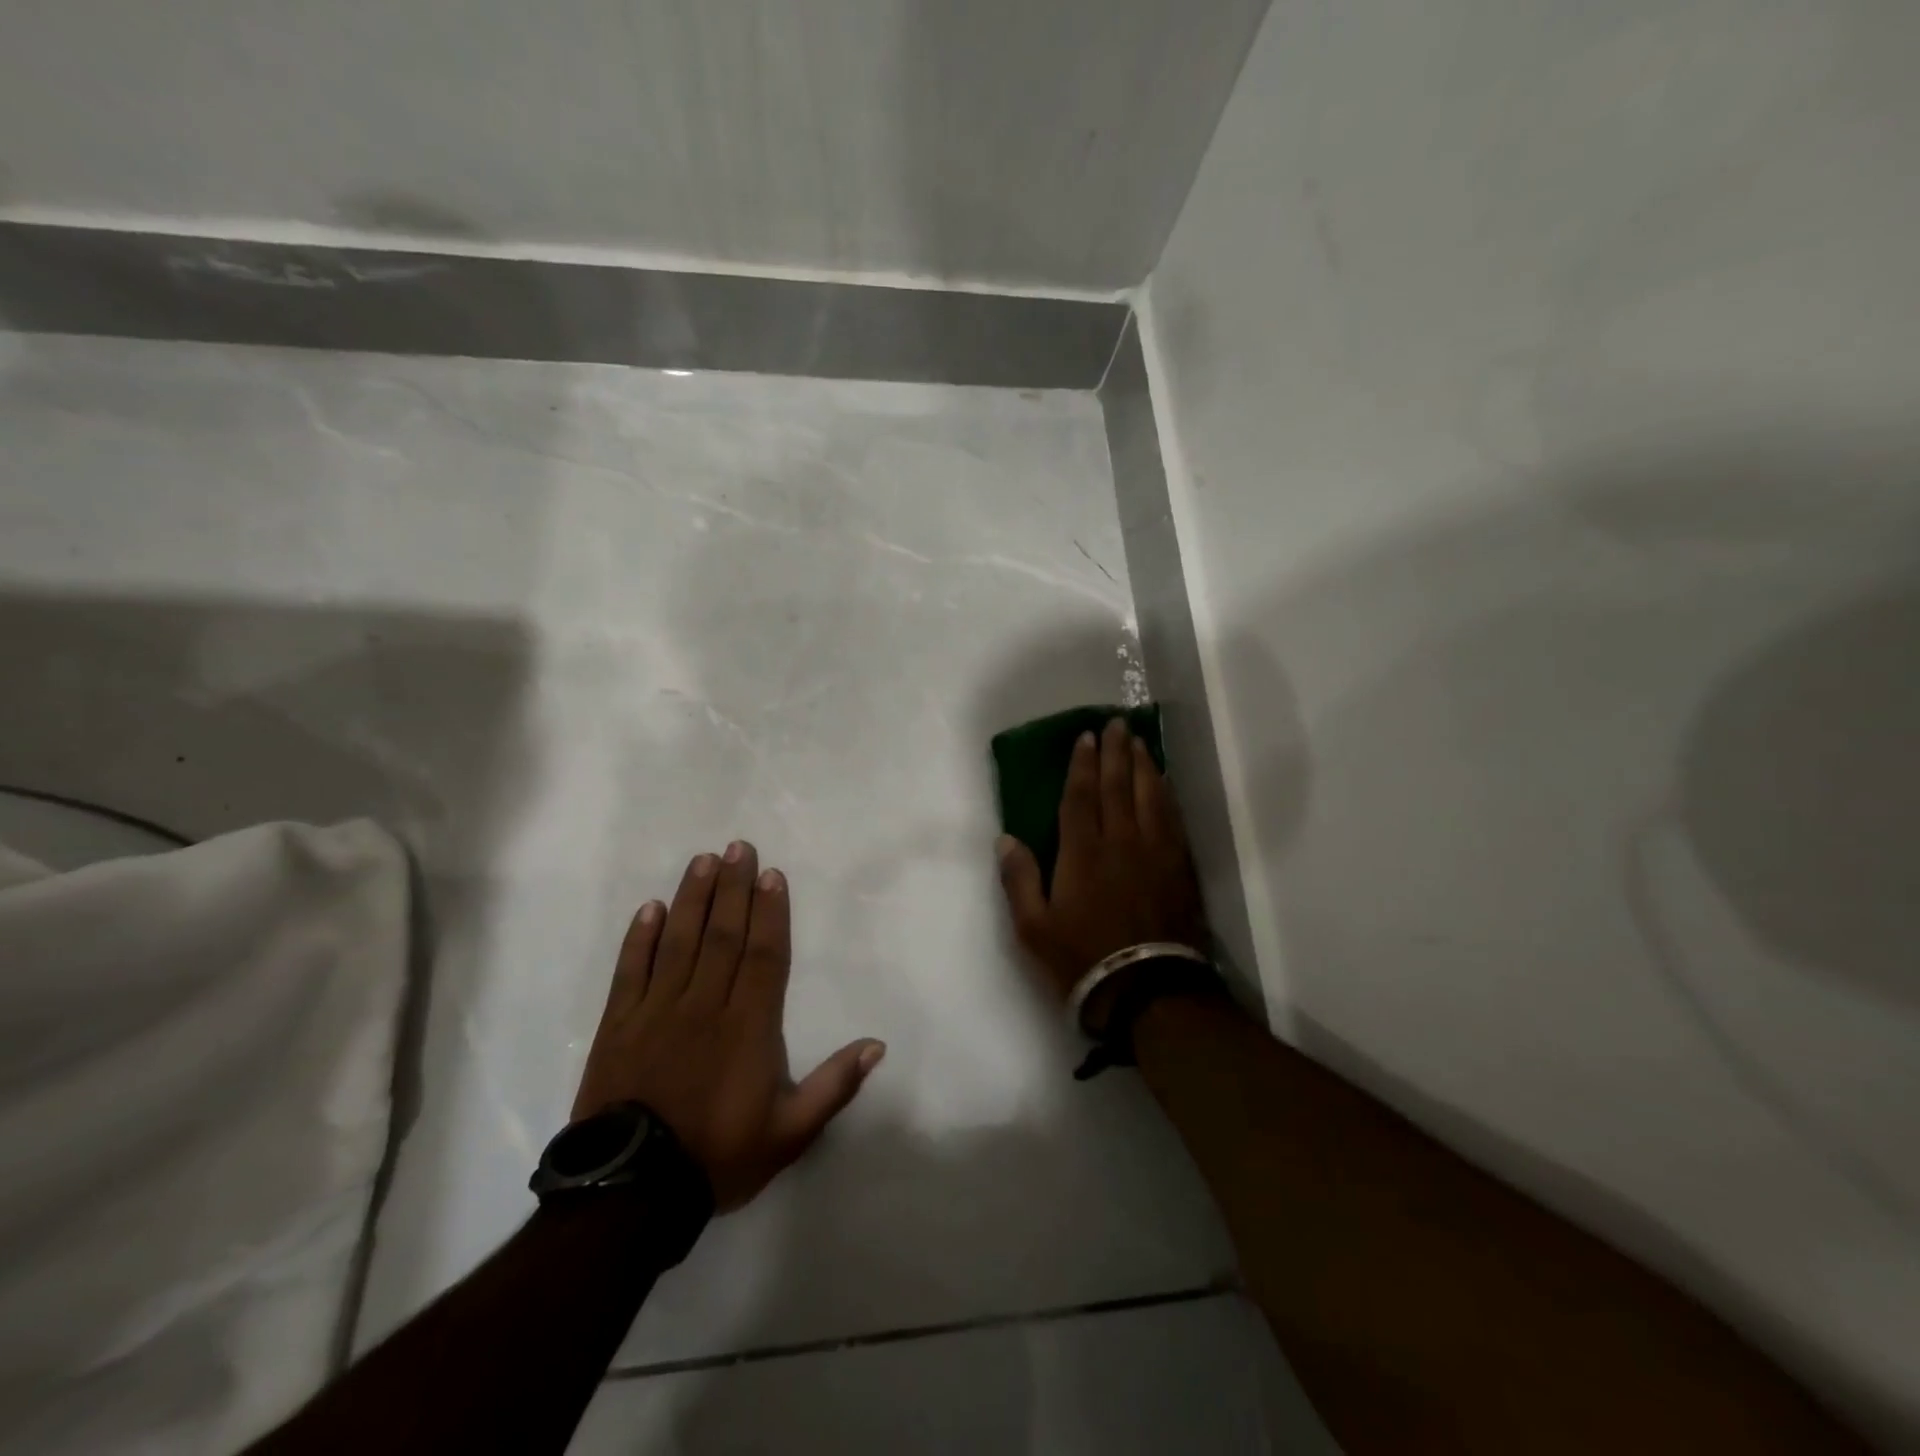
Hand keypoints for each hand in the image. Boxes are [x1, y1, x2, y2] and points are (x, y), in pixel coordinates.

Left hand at [572, 841, 884, 1211]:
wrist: (631, 1194)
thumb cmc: (718, 1156)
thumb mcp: (790, 1133)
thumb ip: (834, 1086)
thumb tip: (877, 1045)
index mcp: (749, 1026)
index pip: (764, 954)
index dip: (770, 911)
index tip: (771, 874)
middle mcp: (705, 1005)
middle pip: (724, 935)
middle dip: (734, 888)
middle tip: (738, 847)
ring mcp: (657, 1011)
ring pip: (679, 941)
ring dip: (693, 898)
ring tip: (703, 861)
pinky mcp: (619, 1024)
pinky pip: (631, 970)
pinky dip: (640, 938)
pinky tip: (650, 908)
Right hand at [996, 718, 1208, 1017]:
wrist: (1148, 991)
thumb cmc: (1082, 958)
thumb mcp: (1033, 927)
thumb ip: (1019, 879)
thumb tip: (1006, 838)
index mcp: (1082, 852)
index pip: (1081, 795)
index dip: (1082, 764)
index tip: (1086, 737)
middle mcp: (1121, 841)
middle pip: (1118, 785)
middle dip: (1115, 752)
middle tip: (1115, 724)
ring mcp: (1155, 852)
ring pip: (1150, 795)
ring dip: (1143, 765)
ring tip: (1139, 742)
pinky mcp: (1179, 867)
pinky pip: (1172, 817)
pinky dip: (1167, 793)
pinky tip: (1164, 783)